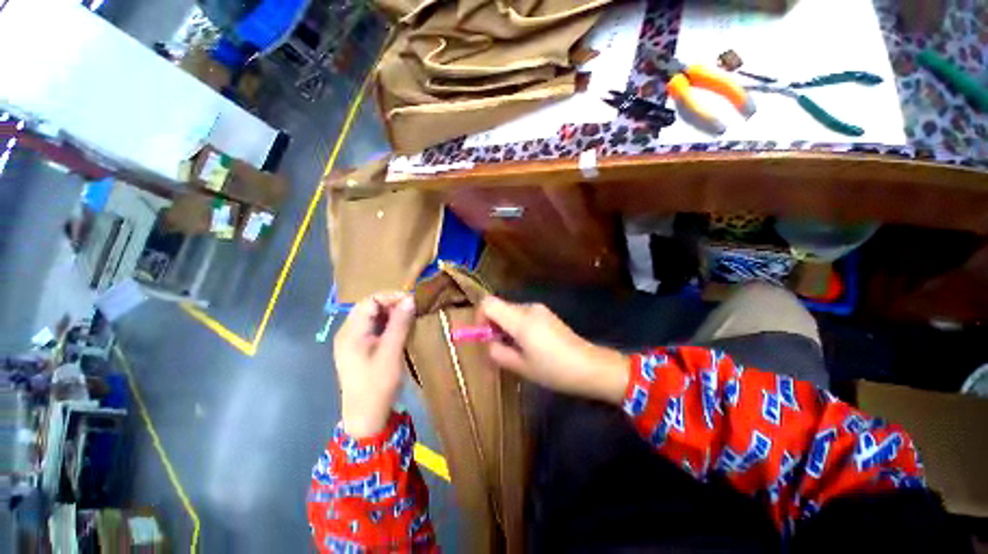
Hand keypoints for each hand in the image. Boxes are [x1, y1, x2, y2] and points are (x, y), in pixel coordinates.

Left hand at [334, 292, 415, 437]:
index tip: (412, 301)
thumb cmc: (377, 384)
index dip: (391, 297)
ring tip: (409, 317)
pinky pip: (373, 328)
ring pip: (372, 317)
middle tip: (412, 309)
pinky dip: (388, 324)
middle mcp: (348, 332)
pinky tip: (400, 329)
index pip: (370, 301)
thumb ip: (400, 324)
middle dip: (392, 304)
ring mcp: (352, 341)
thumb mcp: (391, 352)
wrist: (366, 416)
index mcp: (351, 332)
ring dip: (391, 313)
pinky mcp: (359, 349)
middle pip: (369, 307)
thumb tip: (410, 299)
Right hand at [479, 296, 628, 404]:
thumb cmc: (554, 369)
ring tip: (515, 352)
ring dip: (505, 329)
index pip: (488, 303)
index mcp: (520, 319)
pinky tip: (528, 346)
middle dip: (493, 327)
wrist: (590, 367)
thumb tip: (489, 343)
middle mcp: (528, 308)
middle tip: (499, 350)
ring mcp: (539, 309)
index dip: (480, 317)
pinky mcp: (546, 314)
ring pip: (510, 313)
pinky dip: (517, 328)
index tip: (485, 337)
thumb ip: (497, 352)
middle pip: (499, 308)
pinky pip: (523, 316)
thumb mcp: (520, 366)